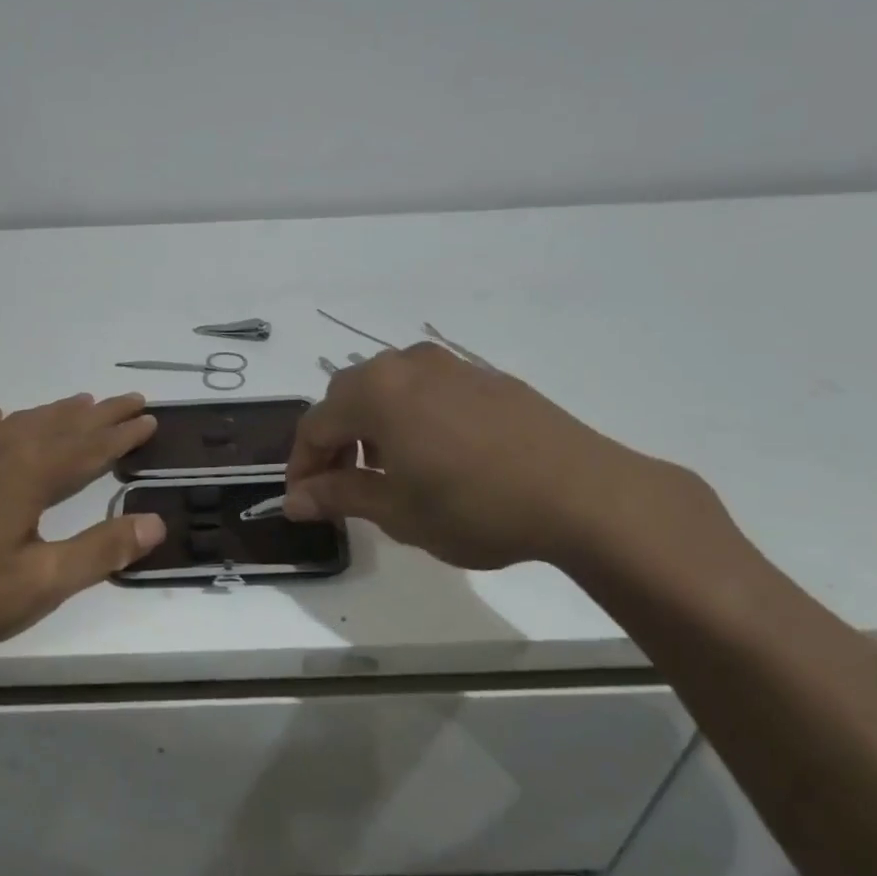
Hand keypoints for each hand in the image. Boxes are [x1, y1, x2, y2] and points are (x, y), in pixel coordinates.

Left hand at [0, 393, 163, 658]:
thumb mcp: (42, 582)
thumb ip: (101, 551)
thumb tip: (157, 522)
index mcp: (31, 475)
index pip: (91, 447)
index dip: (123, 435)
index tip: (150, 418)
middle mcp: (2, 452)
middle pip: (62, 426)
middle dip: (101, 414)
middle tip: (131, 400)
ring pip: (22, 423)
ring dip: (56, 413)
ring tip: (80, 402)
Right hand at [283, 343, 686, 570]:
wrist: (583, 493)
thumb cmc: (475, 506)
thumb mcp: (397, 510)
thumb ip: (338, 497)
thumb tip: (293, 500)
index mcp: (375, 392)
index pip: (315, 425)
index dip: (302, 465)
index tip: (303, 502)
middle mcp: (405, 365)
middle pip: (346, 398)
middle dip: (334, 442)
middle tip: (341, 486)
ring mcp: (449, 365)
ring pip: (387, 389)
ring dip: (371, 426)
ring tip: (387, 471)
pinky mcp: (484, 376)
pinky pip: (426, 389)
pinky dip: (409, 417)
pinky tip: (433, 455)